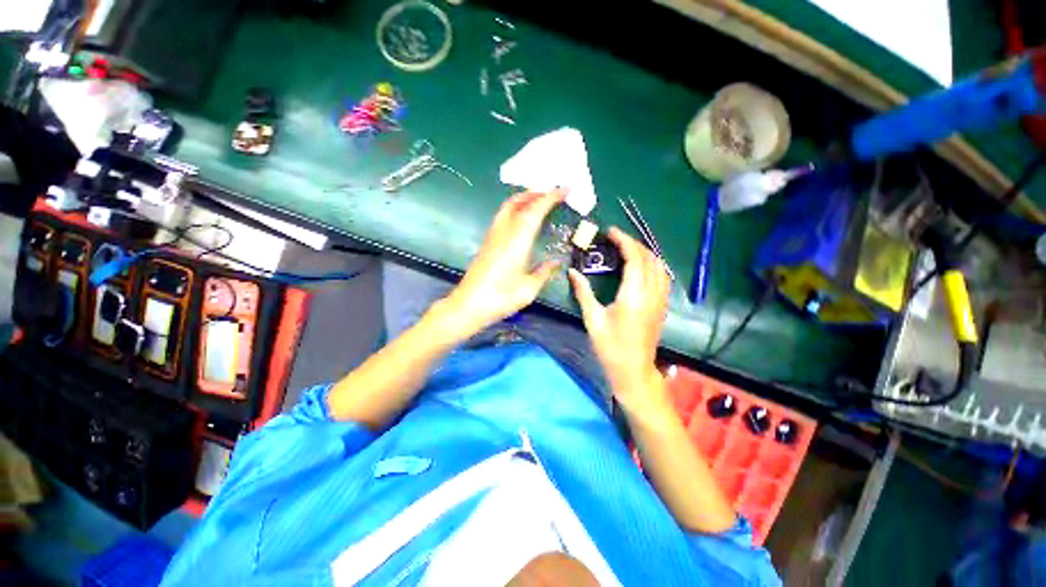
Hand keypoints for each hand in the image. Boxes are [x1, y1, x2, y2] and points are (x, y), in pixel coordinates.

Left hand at [440, 190, 564, 338]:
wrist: (468, 305)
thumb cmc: (500, 298)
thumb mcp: (528, 289)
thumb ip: (544, 272)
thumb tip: (556, 262)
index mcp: (517, 240)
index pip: (535, 210)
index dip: (551, 197)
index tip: (565, 189)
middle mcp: (503, 232)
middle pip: (517, 201)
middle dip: (536, 193)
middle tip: (553, 194)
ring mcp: (492, 236)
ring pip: (508, 207)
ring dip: (524, 199)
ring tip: (540, 203)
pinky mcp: (487, 243)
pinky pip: (503, 217)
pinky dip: (516, 210)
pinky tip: (523, 221)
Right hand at [569, 227, 669, 412]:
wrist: (633, 369)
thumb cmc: (610, 346)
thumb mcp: (592, 319)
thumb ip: (583, 292)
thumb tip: (572, 272)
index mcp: (633, 296)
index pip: (634, 258)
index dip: (624, 241)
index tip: (610, 232)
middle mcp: (651, 293)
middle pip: (649, 258)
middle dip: (633, 243)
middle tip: (615, 239)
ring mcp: (660, 299)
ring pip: (659, 265)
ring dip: (645, 252)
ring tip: (627, 248)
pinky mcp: (662, 305)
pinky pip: (663, 276)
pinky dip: (653, 264)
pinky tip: (642, 266)